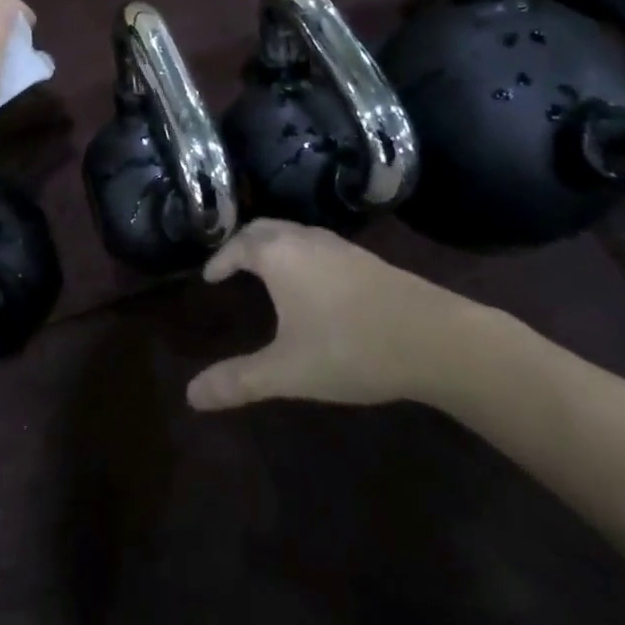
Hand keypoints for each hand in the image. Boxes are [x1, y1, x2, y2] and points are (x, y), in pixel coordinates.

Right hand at [185, 220, 513, 412]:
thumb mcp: (288, 371)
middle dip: (242, 244)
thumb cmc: (350, 347)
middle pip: (264, 228)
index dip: (220, 259)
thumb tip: (190, 396)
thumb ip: (238, 381)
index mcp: (278, 254)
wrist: (433, 338)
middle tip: (230, 267)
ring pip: (293, 233)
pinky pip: (316, 245)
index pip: (238, 245)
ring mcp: (338, 246)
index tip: (208, 277)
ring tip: (264, 273)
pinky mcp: (364, 258)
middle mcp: (304, 239)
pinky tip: (310, 285)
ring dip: (272, 246)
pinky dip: (297, 254)